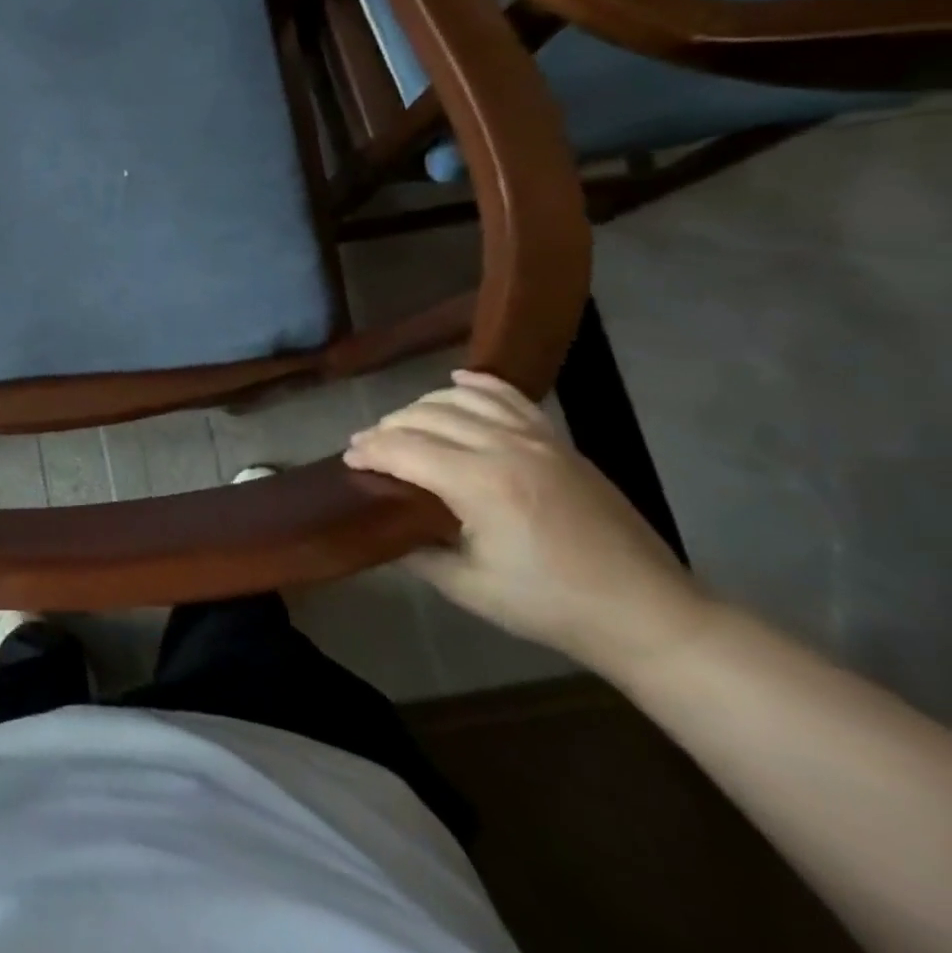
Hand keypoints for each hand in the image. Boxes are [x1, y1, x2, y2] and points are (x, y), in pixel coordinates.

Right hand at [343, 371, 712, 674]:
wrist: (649, 615)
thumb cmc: (553, 607)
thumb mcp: (470, 588)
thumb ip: (418, 552)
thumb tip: (385, 528)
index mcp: (479, 485)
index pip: (403, 449)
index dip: (368, 451)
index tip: (347, 460)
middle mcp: (503, 448)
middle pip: (424, 417)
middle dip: (387, 428)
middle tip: (367, 448)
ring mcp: (535, 439)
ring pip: (460, 399)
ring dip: (421, 406)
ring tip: (403, 425)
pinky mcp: (558, 441)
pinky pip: (509, 396)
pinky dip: (477, 384)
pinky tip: (455, 382)